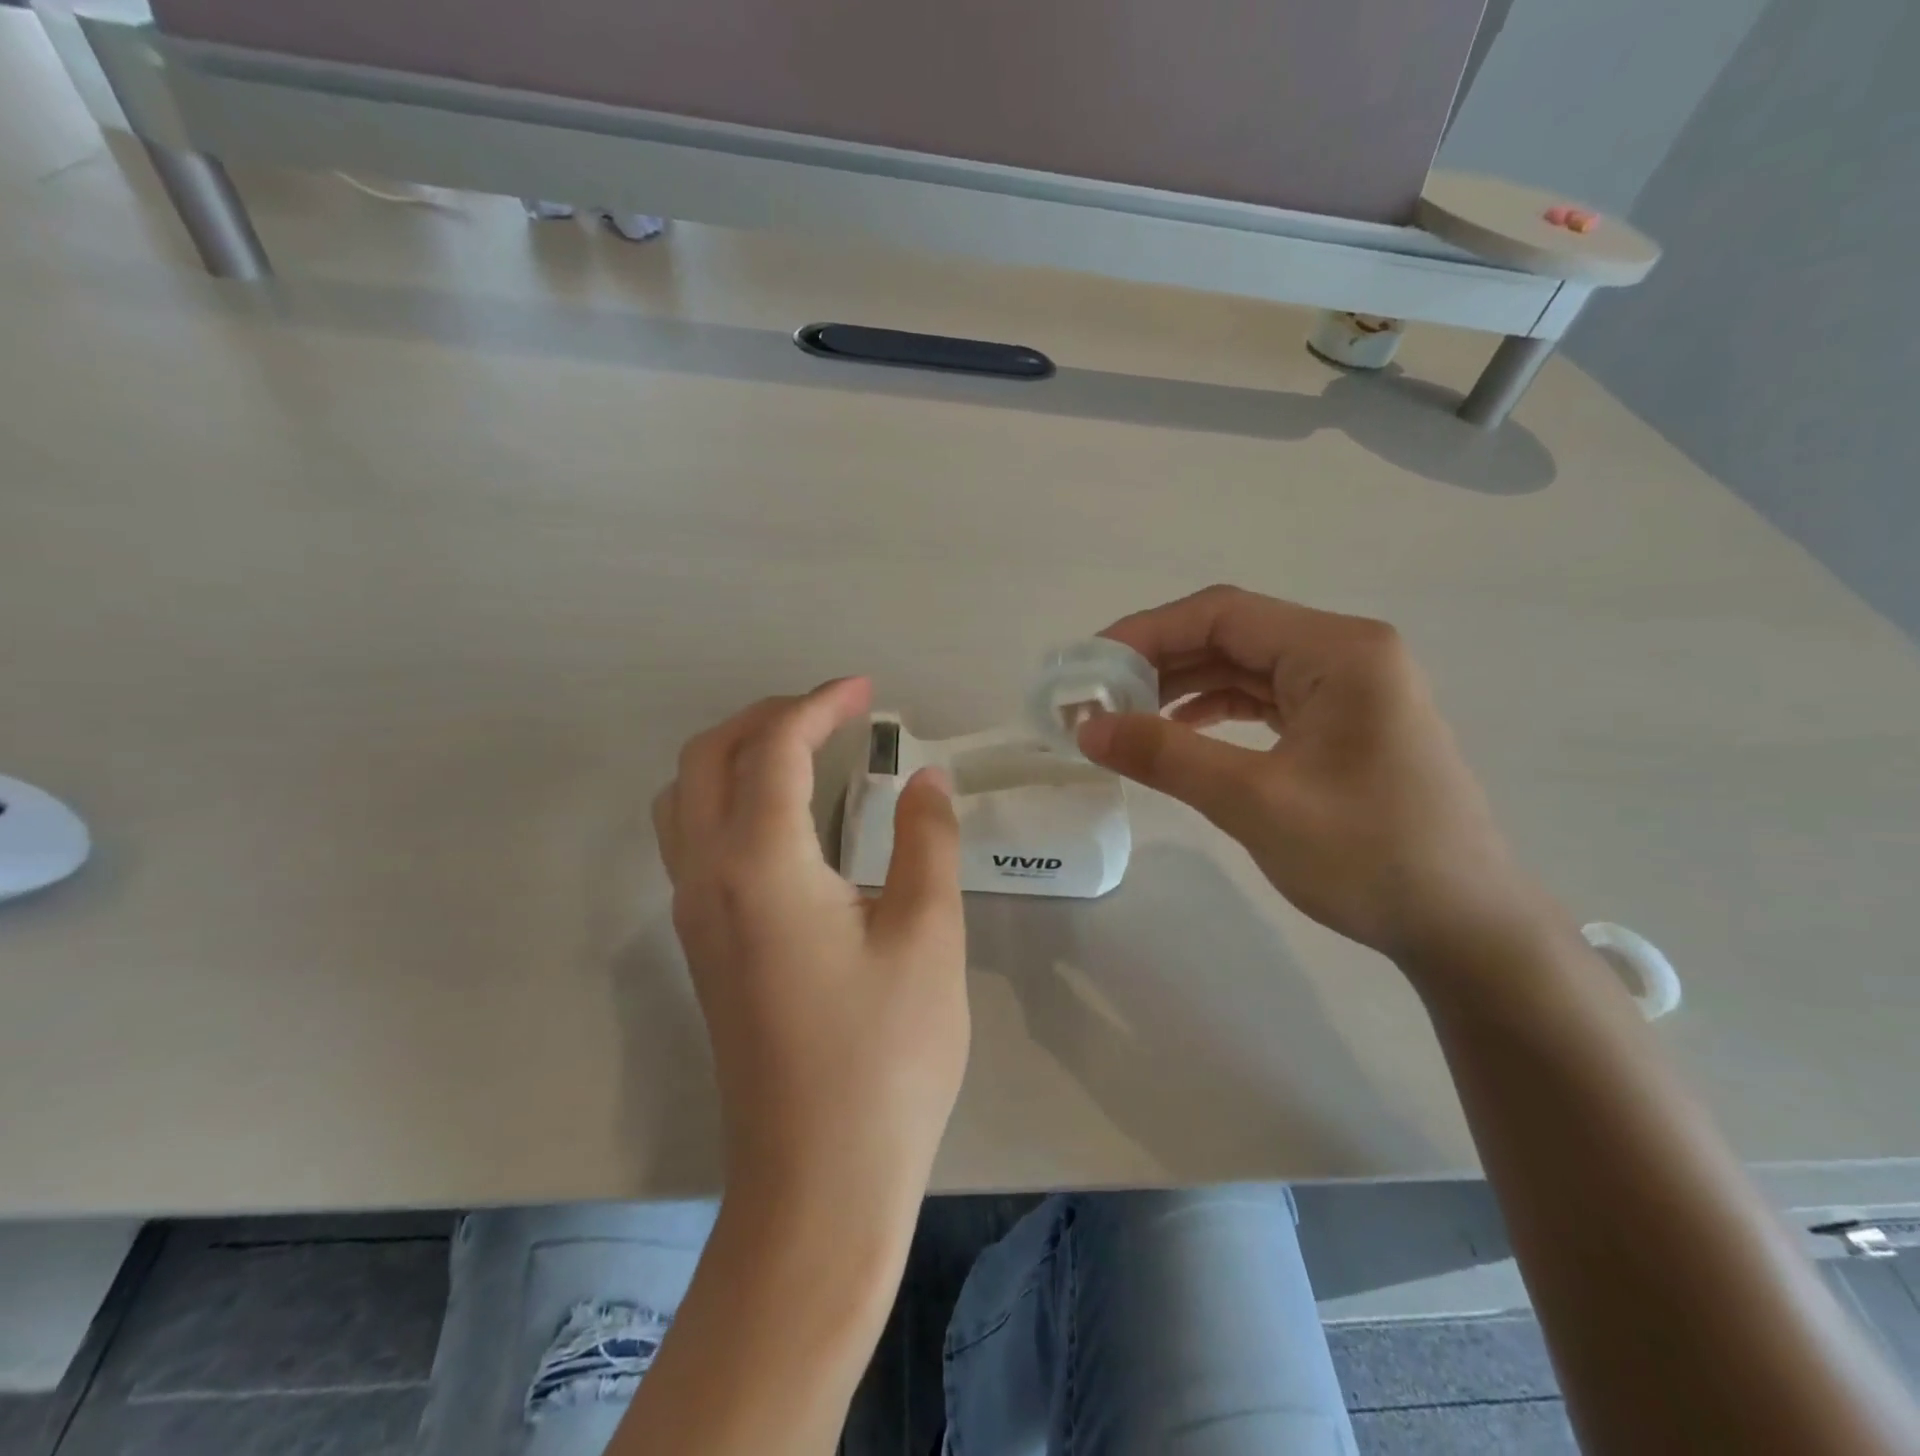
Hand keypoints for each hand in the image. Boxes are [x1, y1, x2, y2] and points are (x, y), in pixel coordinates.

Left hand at [653, 677, 967, 1222]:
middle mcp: (708, 877)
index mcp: (761, 864)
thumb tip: (924, 777)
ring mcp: (694, 915)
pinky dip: (728, 797)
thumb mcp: (928, 935)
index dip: (821, 705)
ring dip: (737, 754)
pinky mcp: (702, 947)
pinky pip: (692, 838)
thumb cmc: (885, 1056)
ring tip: (804, 752)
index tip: (867, 691)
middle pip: (708, 757)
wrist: (819, 1180)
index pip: (776, 749)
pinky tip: (786, 820)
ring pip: (685, 797)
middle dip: (768, 716)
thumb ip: (927, 840)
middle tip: (834, 713)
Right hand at [1078, 586, 1554, 964]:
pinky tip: (1179, 731)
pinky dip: (1216, 710)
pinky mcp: (1344, 724)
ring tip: (1126, 715)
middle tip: (1097, 696)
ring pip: (1245, 667)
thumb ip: (1166, 756)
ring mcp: (1349, 689)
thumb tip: (1086, 727)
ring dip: (1183, 685)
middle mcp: (1347, 654)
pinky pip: (1265, 699)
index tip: (1089, 666)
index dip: (1146, 632)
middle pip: (1232, 634)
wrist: (1465, 927)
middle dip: (1159, 661)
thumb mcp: (1255, 802)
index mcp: (1339, 651)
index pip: (1222, 614)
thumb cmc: (1369, 857)